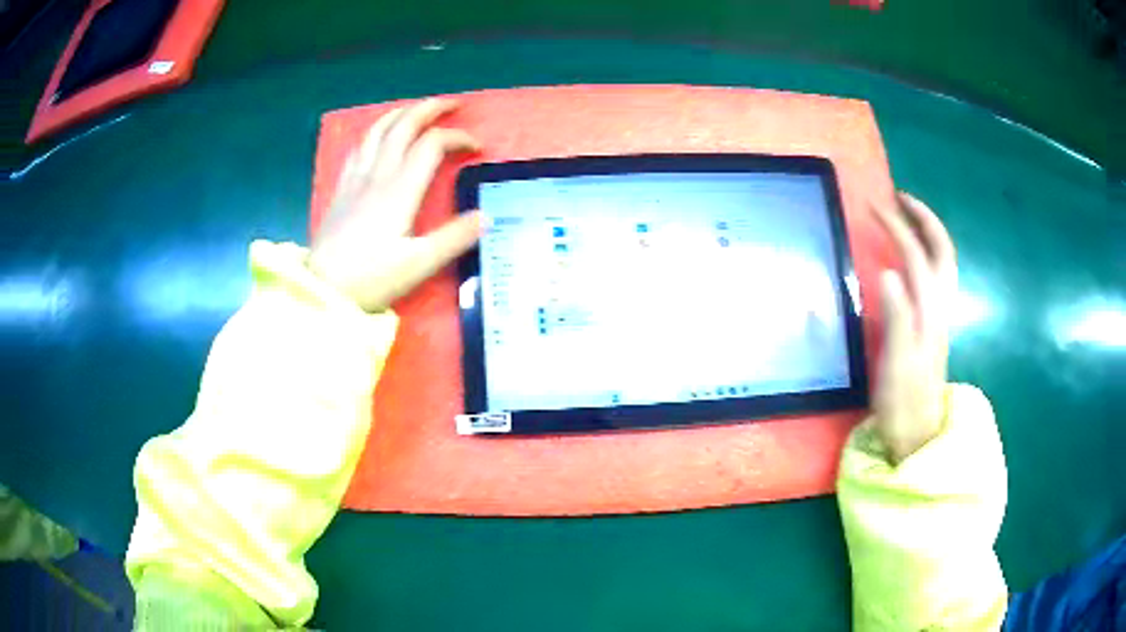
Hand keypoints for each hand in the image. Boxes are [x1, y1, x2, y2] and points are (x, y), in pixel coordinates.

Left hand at [309, 99, 484, 311]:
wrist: (322, 289)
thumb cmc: (370, 278)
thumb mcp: (419, 264)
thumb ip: (454, 238)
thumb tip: (486, 216)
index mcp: (400, 189)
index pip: (432, 145)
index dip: (458, 138)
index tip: (476, 148)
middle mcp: (377, 175)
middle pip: (404, 126)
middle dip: (430, 109)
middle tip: (453, 105)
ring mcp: (356, 179)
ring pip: (378, 131)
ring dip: (401, 113)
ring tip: (417, 110)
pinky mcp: (341, 189)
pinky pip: (359, 147)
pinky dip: (375, 132)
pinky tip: (378, 136)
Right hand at [872, 192, 957, 463]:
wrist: (918, 434)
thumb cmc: (903, 402)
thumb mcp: (896, 364)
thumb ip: (897, 318)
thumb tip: (889, 272)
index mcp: (929, 312)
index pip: (917, 256)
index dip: (897, 227)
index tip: (873, 206)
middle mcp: (940, 307)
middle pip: (942, 251)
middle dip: (923, 219)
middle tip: (899, 199)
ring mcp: (940, 316)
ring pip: (944, 263)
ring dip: (928, 233)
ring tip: (907, 218)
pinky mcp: (934, 326)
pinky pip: (937, 277)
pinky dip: (928, 254)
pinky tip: (912, 258)